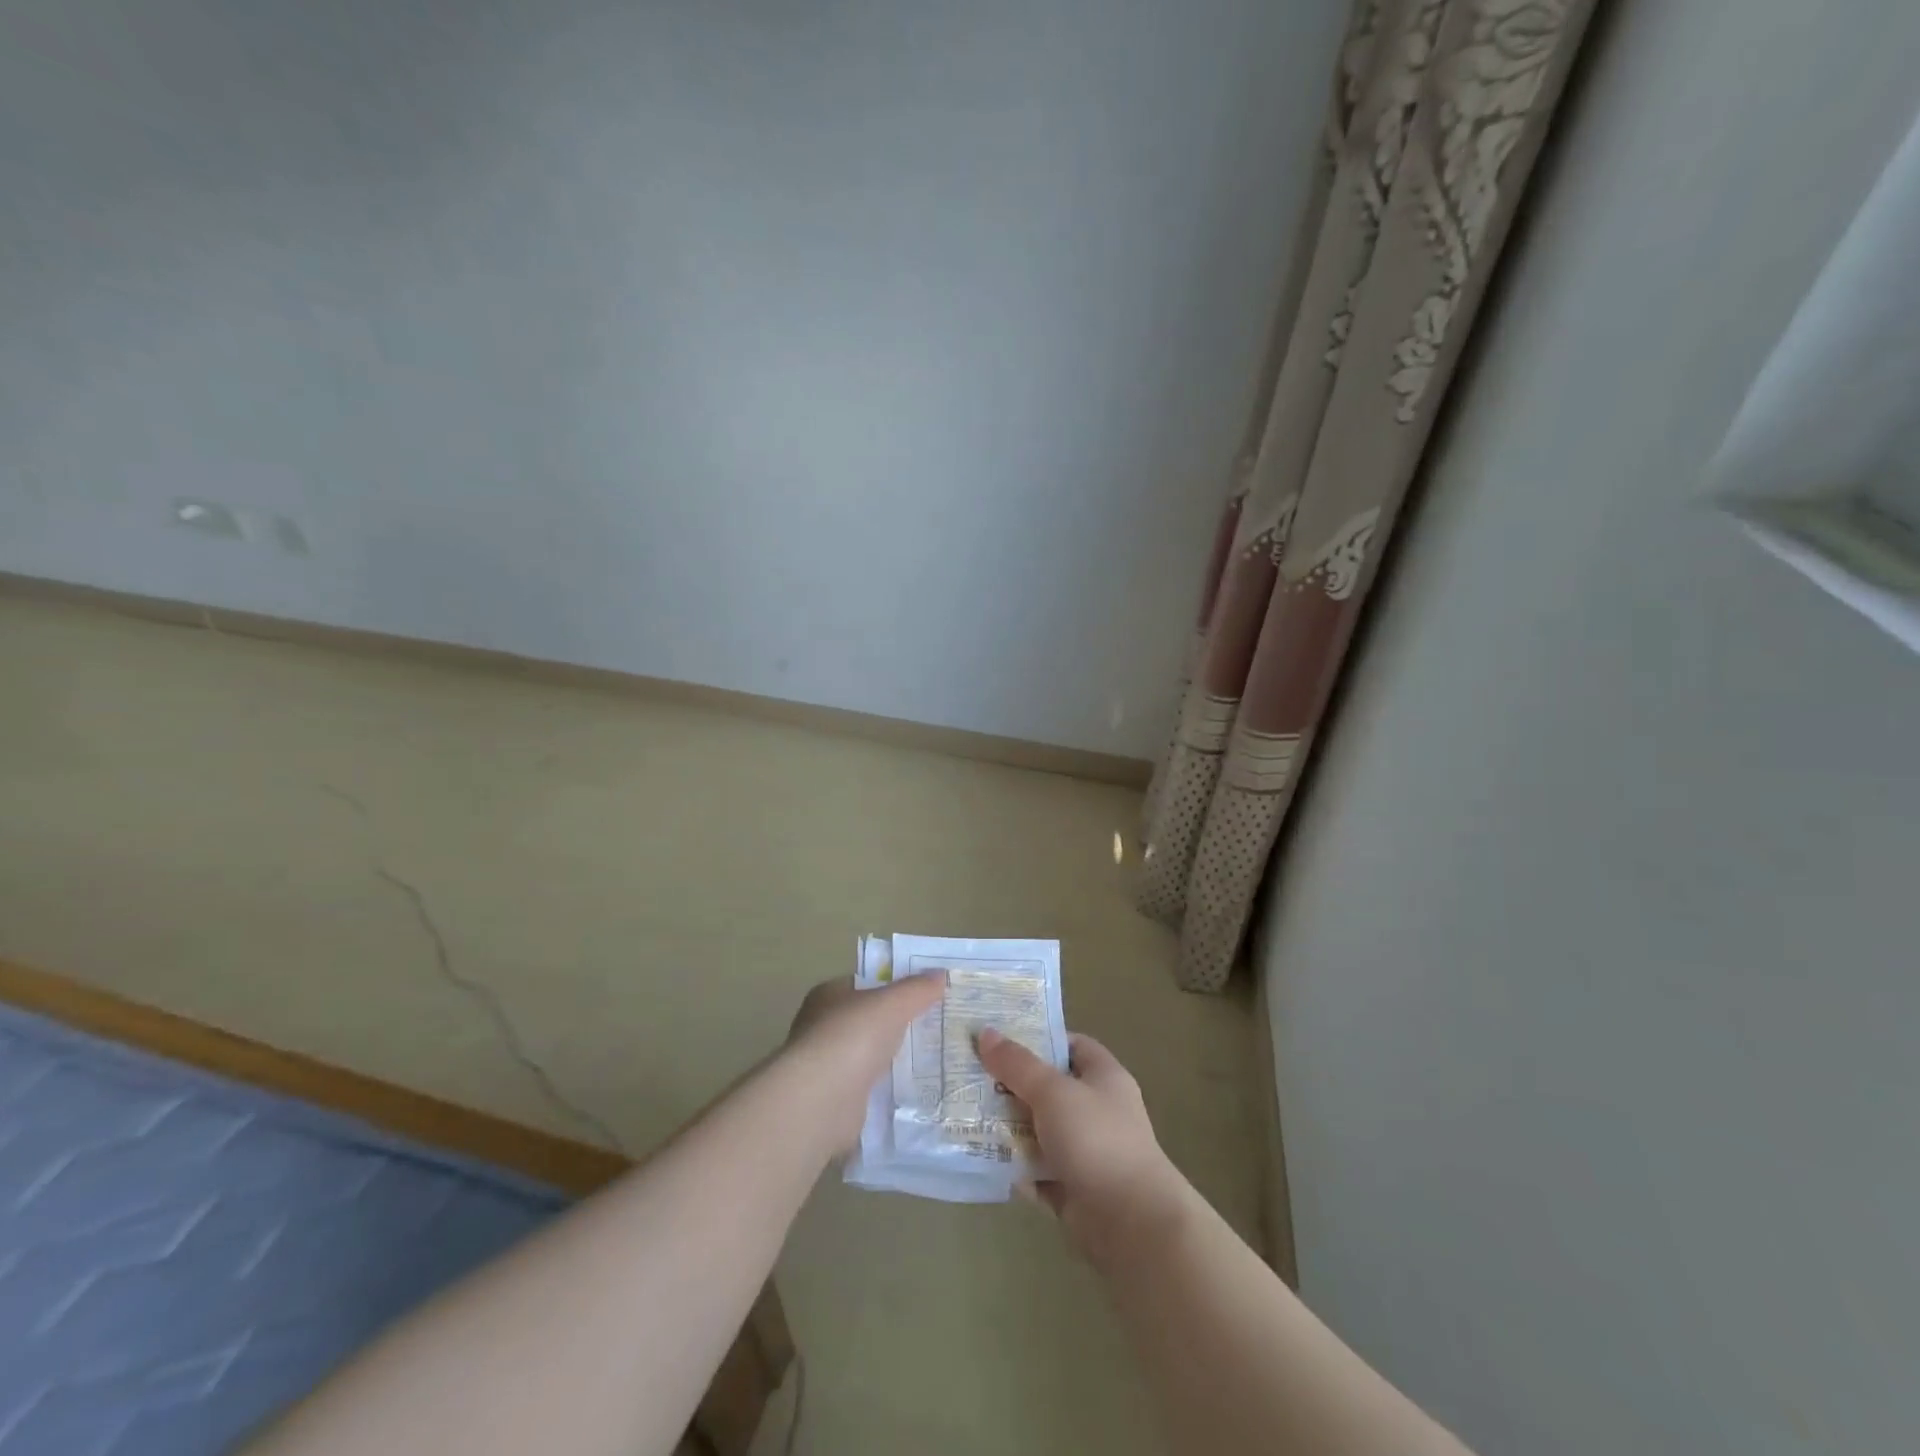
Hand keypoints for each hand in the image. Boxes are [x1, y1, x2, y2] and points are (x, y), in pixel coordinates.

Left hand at [785, 972, 943, 1150]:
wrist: (822, 1100)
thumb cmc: (852, 1037)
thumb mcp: (892, 1003)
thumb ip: (917, 989)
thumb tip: (941, 974)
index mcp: (829, 995)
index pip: (865, 984)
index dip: (894, 986)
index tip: (926, 993)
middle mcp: (823, 1027)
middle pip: (868, 1020)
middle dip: (898, 1023)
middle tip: (936, 1025)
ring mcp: (827, 1064)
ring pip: (869, 1054)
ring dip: (893, 1057)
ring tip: (934, 1057)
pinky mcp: (835, 1098)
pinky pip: (869, 1086)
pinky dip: (887, 1087)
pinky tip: (914, 1088)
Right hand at [977, 1029, 1191, 1266]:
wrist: (1132, 1224)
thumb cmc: (1096, 1140)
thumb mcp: (1052, 1091)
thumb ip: (1017, 1064)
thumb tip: (985, 1032)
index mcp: (1104, 1077)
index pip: (1070, 1045)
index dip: (1038, 1039)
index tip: (1000, 1040)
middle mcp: (1097, 1110)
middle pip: (1049, 1088)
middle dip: (1013, 1085)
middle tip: (971, 1078)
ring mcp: (1087, 1151)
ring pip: (1040, 1130)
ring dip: (1010, 1128)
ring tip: (966, 1116)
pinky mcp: (1074, 1188)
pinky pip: (1038, 1170)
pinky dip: (1017, 1167)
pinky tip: (985, 1159)